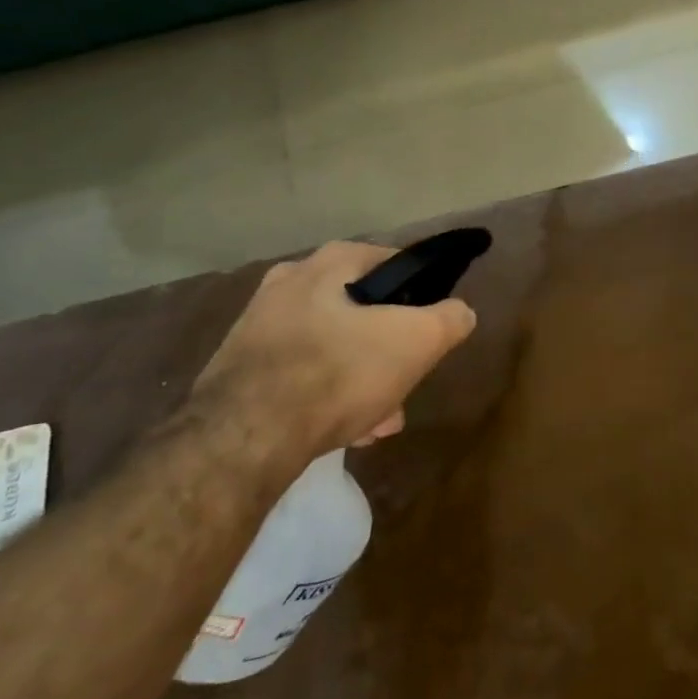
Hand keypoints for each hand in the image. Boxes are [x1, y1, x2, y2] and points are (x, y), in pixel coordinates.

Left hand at [193, 241, 476, 454]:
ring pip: (333, 346)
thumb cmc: (340, 371)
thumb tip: (459, 312)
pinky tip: (341, 429)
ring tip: (378, 421)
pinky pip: (300, 373)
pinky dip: (324, 395)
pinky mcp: (238, 366)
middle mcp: (290, 281)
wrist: (243, 437)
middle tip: (405, 386)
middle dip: (390, 352)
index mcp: (332, 261)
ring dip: (362, 379)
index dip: (423, 298)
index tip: (432, 334)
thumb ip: (450, 318)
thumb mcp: (419, 340)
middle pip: (364, 312)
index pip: (396, 264)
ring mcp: (258, 324)